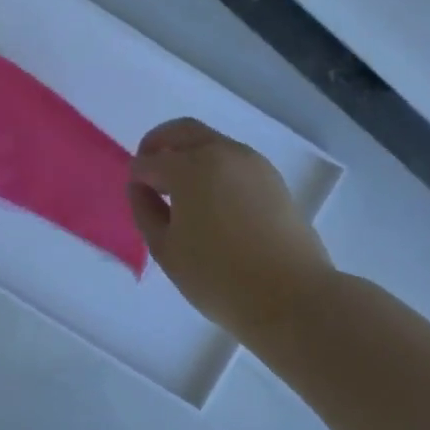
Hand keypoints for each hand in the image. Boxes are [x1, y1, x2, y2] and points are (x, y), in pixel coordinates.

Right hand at [128, 118, 335, 329]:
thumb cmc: (219, 277)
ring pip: (210, 142)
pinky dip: (214, 167)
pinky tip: (211, 201)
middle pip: (181, 131)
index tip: (136, 198)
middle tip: (149, 172)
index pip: (149, 161)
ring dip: (189, 155)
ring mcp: (252, 163)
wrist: (292, 298)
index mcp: (189, 167)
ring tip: (182, 192)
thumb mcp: (165, 249)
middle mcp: (221, 152)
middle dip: (159, 144)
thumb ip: (144, 210)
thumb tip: (141, 187)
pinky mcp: (273, 178)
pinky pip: (233, 160)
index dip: (136, 178)